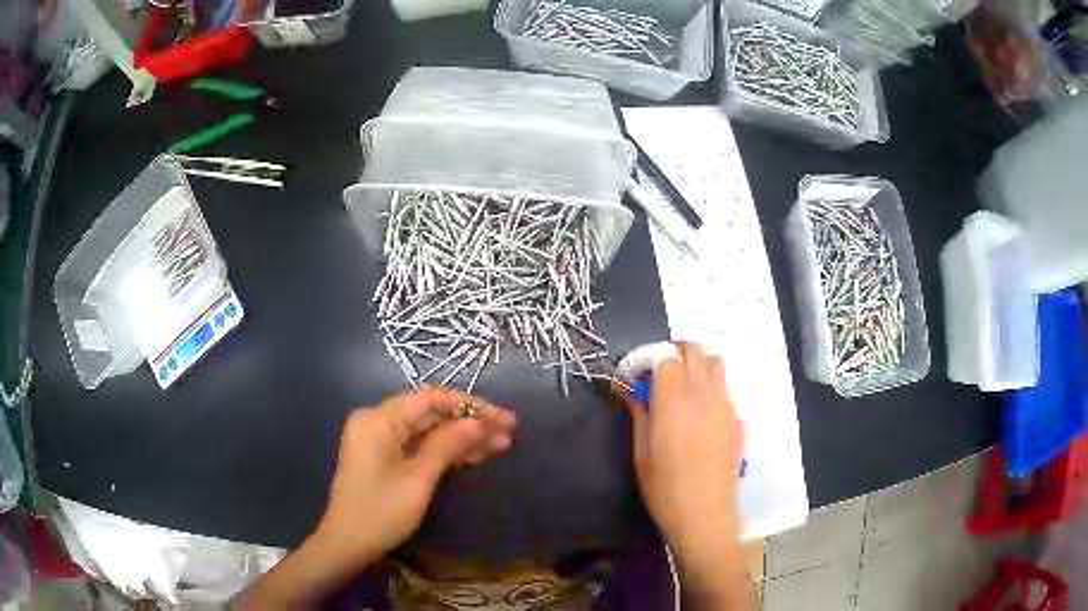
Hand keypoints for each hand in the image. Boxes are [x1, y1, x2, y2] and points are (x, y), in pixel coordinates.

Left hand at [316, 389, 516, 564]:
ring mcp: (380, 440)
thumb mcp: (419, 479)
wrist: (347, 545)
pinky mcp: (385, 458)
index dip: (469, 405)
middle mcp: (377, 421)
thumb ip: (448, 444)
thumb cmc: (381, 512)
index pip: (430, 398)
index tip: (502, 416)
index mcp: (378, 419)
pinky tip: (475, 455)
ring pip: (428, 432)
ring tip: (502, 444)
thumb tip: (480, 421)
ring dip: (462, 438)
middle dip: (469, 423)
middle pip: (430, 414)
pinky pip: (419, 447)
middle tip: (509, 431)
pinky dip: (445, 452)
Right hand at [611, 343, 753, 609]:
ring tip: (681, 386)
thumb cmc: (664, 487)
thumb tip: (625, 388)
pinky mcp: (737, 419)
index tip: (634, 374)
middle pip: (695, 350)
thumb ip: (637, 412)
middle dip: (674, 352)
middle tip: (657, 373)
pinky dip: (710, 385)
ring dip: (696, 364)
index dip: (647, 358)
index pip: (665, 356)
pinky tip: (698, 413)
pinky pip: (725, 388)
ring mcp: (726, 405)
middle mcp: (704, 394)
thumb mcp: (641, 451)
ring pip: (715, 363)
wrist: (704, 515)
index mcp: (674, 400)